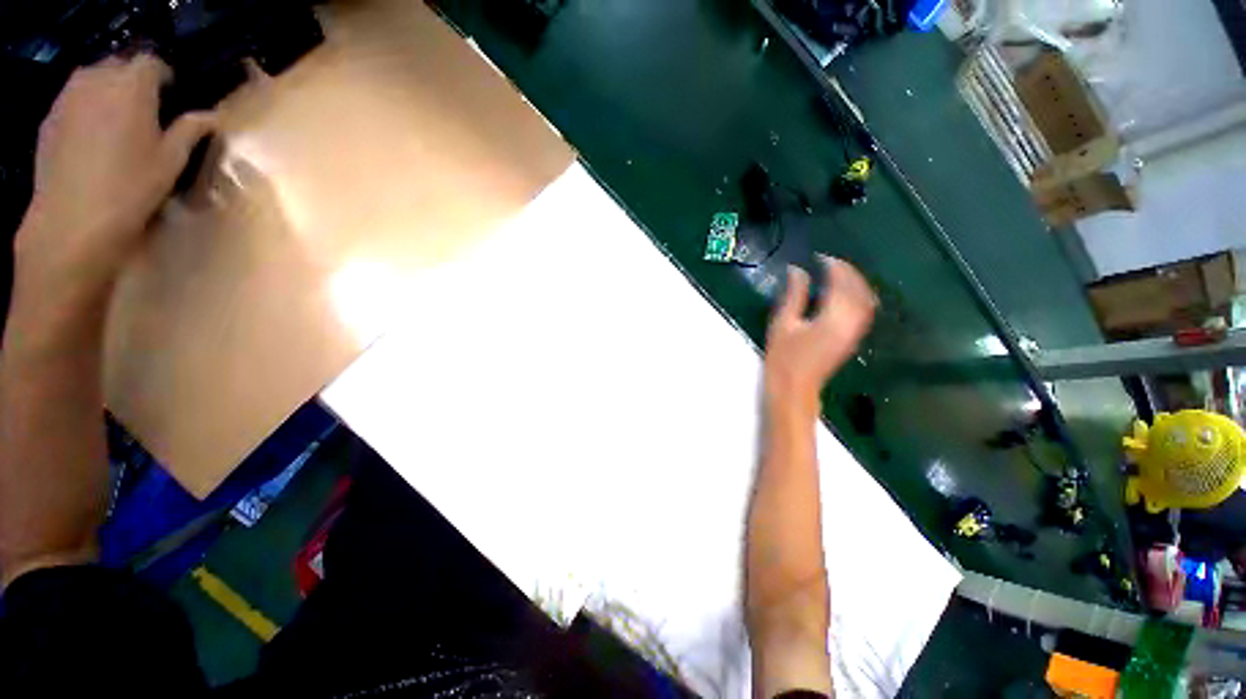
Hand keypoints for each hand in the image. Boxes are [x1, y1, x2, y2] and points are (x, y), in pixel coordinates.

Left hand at [15, 55, 214, 297]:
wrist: (73, 218)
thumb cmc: (131, 187)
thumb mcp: (171, 161)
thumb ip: (189, 130)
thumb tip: (209, 115)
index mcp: (132, 85)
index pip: (152, 62)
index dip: (164, 76)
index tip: (172, 96)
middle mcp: (97, 78)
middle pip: (119, 65)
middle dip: (133, 81)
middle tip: (145, 111)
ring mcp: (68, 96)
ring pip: (93, 79)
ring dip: (107, 91)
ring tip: (116, 122)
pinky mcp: (50, 117)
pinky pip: (73, 100)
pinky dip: (86, 108)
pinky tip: (91, 138)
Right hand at [764, 256, 876, 417]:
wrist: (794, 388)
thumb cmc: (784, 357)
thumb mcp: (783, 323)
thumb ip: (794, 294)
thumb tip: (797, 270)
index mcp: (833, 318)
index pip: (841, 283)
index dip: (833, 266)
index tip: (819, 257)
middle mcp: (851, 323)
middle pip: (859, 290)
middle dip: (847, 272)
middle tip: (829, 262)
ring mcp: (855, 332)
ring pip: (866, 300)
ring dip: (855, 283)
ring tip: (838, 273)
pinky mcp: (853, 338)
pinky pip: (864, 311)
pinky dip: (858, 296)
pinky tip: (845, 294)